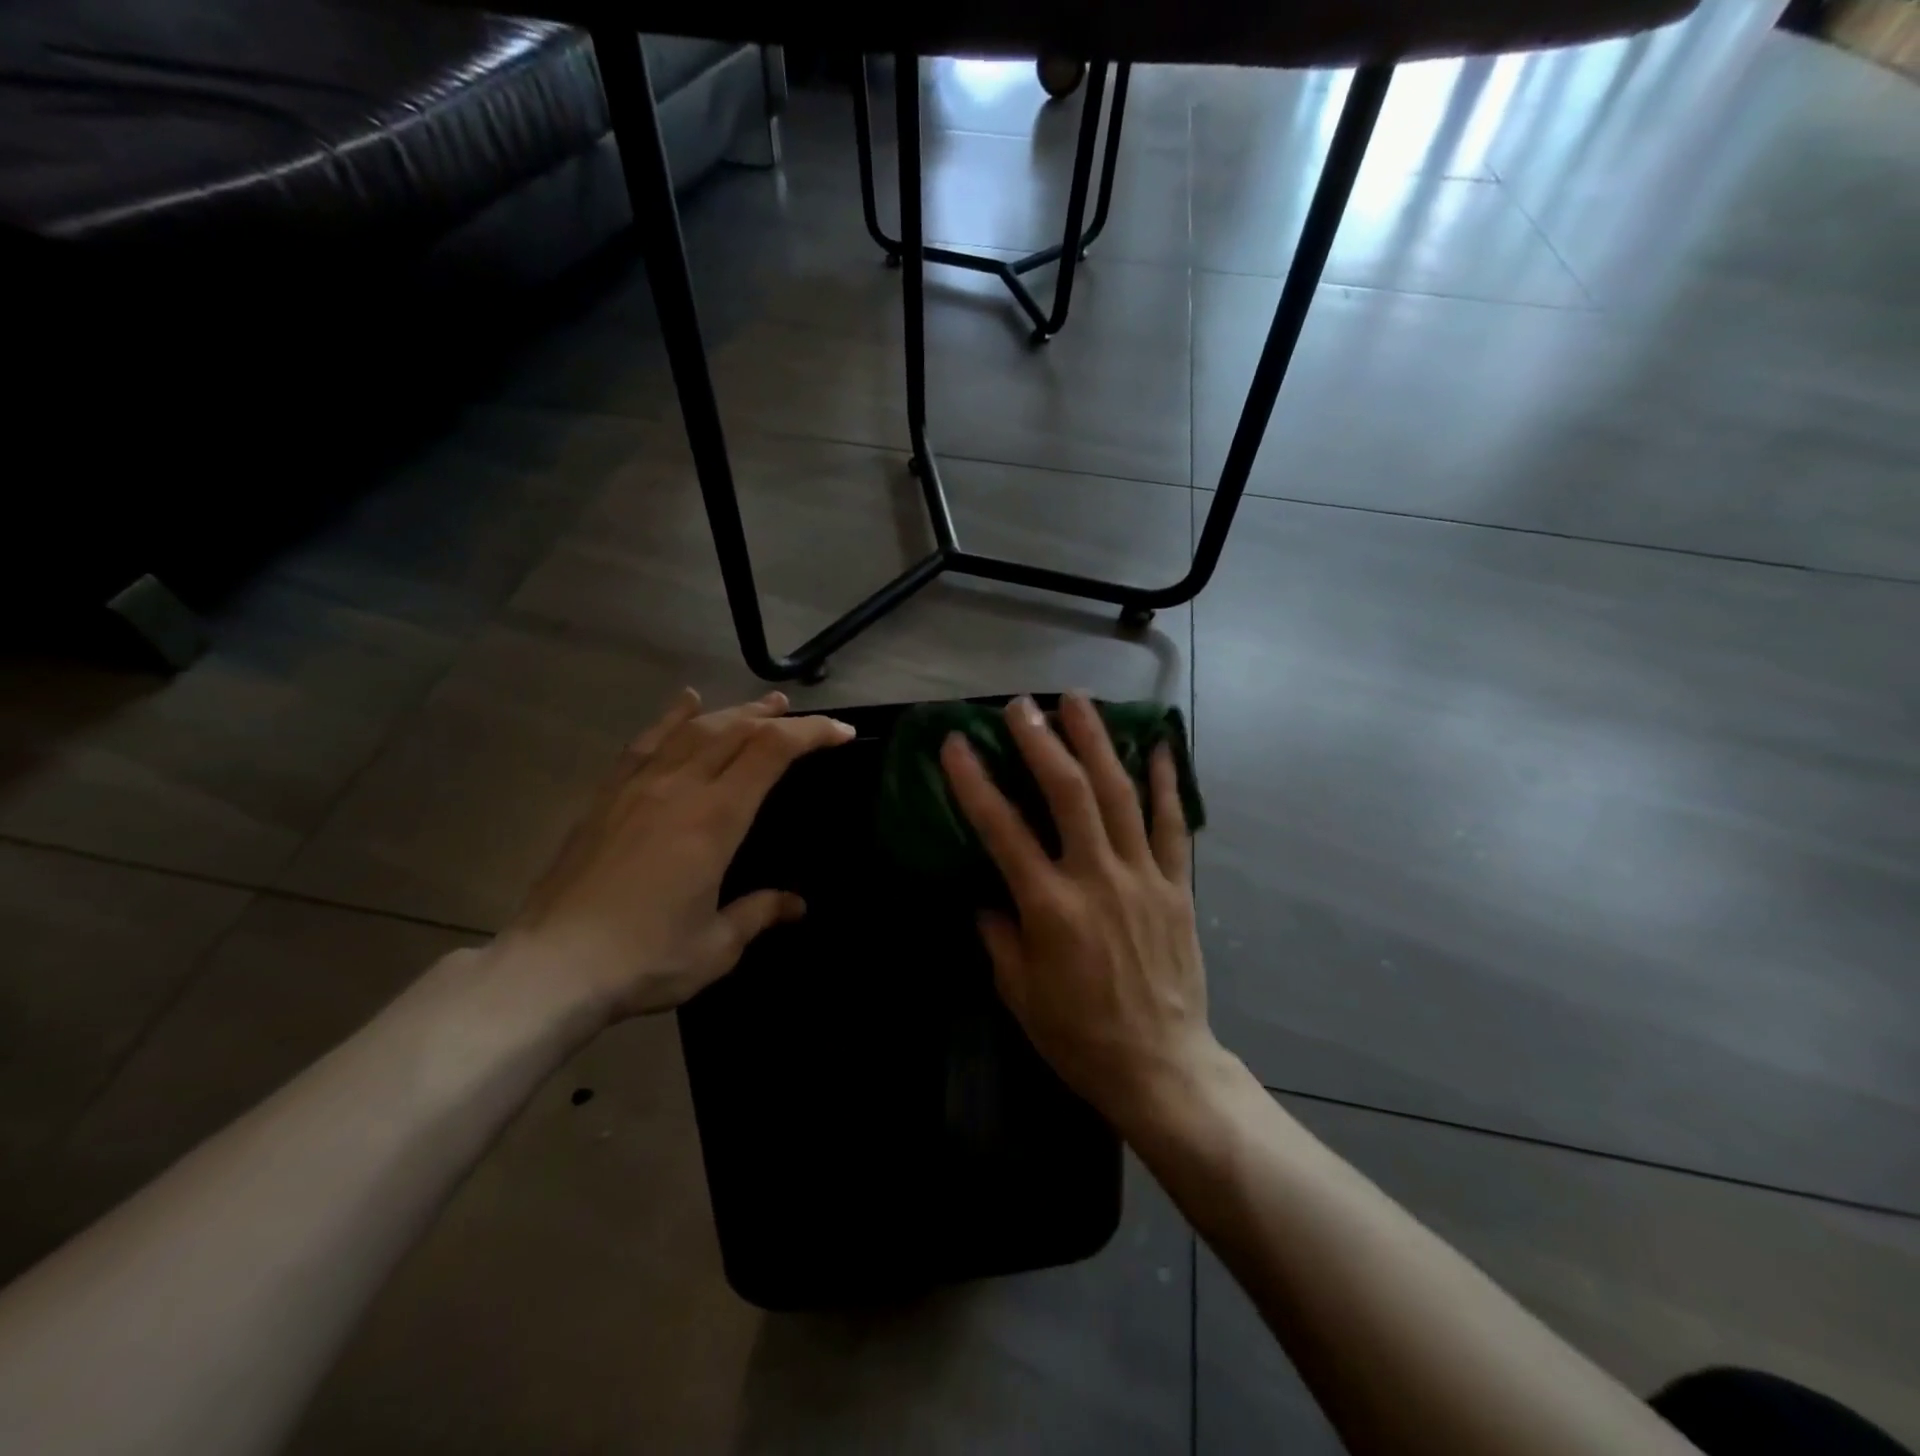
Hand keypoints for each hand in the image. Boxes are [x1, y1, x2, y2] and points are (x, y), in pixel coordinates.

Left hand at [496, 688, 853, 1020]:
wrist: (551, 966)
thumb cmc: (644, 959)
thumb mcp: (716, 945)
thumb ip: (759, 913)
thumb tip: (795, 904)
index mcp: (715, 819)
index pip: (772, 752)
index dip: (812, 734)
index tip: (842, 734)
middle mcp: (680, 788)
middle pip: (736, 730)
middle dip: (777, 718)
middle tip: (804, 716)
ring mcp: (638, 786)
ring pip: (695, 729)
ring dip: (734, 711)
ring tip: (762, 704)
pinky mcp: (607, 795)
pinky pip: (646, 742)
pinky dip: (672, 717)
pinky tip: (687, 702)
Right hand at [940, 692, 1219, 1128]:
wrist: (1162, 1067)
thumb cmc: (1079, 1036)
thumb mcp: (1019, 992)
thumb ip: (998, 934)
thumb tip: (986, 892)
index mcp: (1051, 908)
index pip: (1003, 830)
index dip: (975, 782)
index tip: (956, 743)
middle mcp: (1097, 879)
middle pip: (1069, 793)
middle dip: (1042, 742)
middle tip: (1022, 705)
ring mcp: (1143, 877)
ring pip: (1121, 794)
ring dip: (1098, 742)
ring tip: (1079, 702)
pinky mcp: (1177, 886)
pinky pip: (1173, 825)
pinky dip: (1167, 782)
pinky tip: (1159, 745)